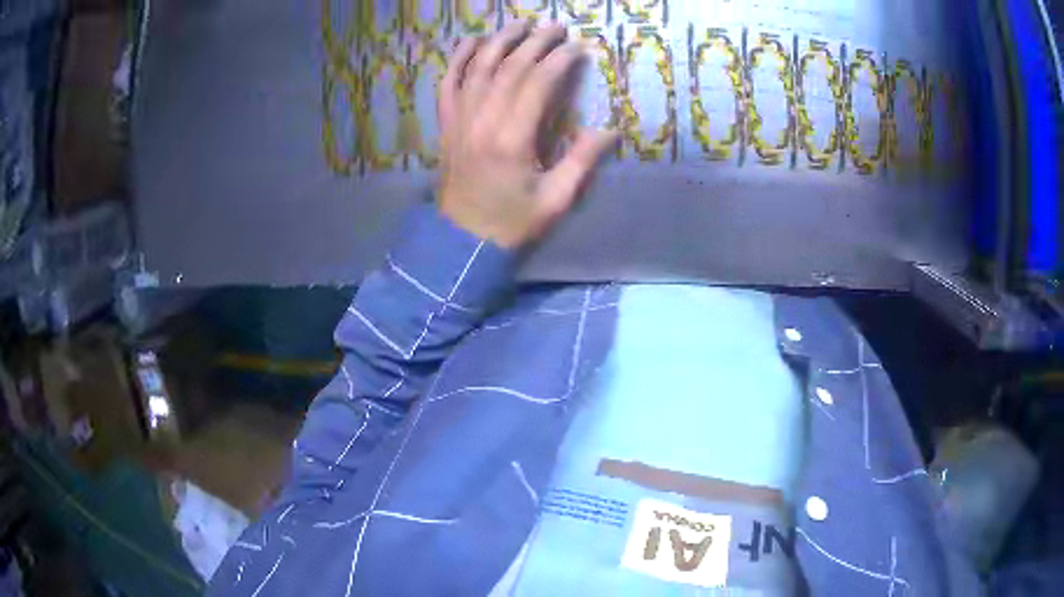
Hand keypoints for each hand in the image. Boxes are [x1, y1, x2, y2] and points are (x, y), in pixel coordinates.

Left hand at [438, 22, 619, 248]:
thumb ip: (581, 162)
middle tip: (555, 26)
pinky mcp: (446, 126)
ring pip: (478, 68)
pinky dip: (457, 60)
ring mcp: (459, 121)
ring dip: (499, 41)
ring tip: (520, 24)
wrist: (461, 242)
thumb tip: (610, 131)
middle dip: (535, 42)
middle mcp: (482, 121)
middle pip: (509, 68)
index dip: (559, 61)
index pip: (537, 84)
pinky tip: (471, 42)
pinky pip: (447, 84)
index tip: (578, 48)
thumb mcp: (555, 201)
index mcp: (512, 140)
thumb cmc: (512, 224)